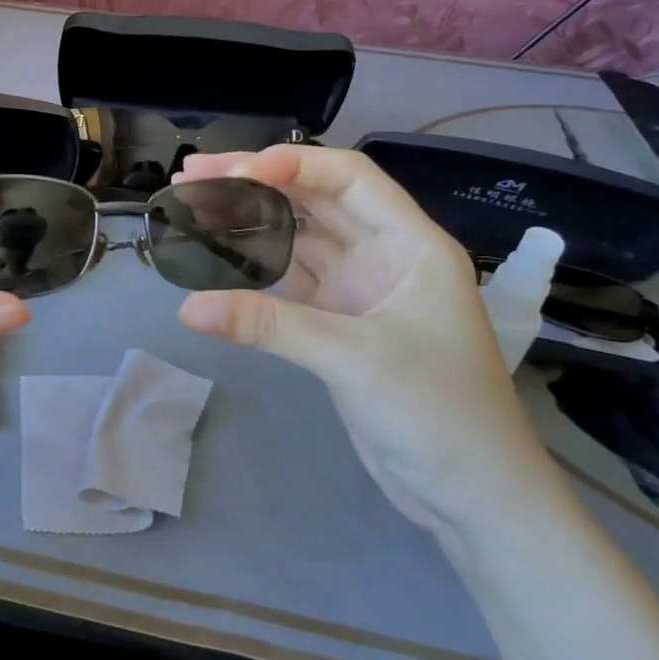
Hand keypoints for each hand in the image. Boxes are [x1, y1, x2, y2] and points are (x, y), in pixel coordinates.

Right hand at [174, 144, 559, 536]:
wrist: (472, 496)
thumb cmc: (438, 412)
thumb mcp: (353, 358)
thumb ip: (267, 325)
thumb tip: (186, 308)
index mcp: (411, 243)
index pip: (349, 177)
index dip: (291, 164)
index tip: (233, 171)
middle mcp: (384, 254)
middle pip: (315, 200)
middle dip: (255, 182)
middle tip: (192, 175)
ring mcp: (359, 289)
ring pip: (298, 237)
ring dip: (250, 220)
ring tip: (194, 205)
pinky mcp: (338, 323)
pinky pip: (289, 280)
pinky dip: (254, 266)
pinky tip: (217, 255)